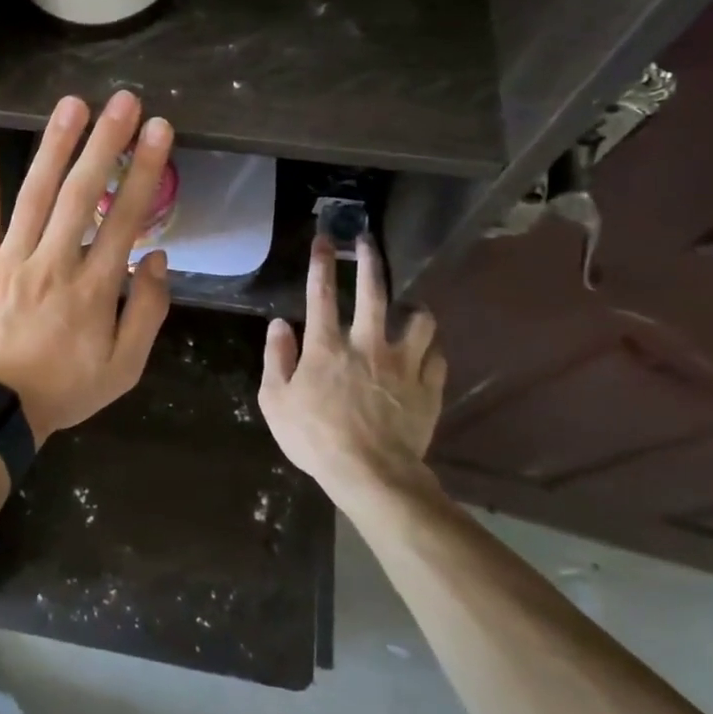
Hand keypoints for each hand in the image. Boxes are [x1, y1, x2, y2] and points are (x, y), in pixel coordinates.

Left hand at [0, 91, 173, 443]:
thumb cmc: (64, 389)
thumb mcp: (125, 368)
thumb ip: (148, 312)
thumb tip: (159, 258)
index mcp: (94, 288)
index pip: (126, 218)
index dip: (145, 170)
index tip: (159, 130)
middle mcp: (53, 264)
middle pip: (83, 194)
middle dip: (106, 143)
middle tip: (123, 101)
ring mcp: (9, 261)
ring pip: (35, 195)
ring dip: (55, 147)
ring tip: (73, 106)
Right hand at [257, 236, 447, 498]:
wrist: (372, 475)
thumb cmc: (315, 438)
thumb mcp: (275, 401)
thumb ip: (276, 358)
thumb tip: (279, 325)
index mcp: (326, 346)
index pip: (320, 293)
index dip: (321, 262)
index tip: (325, 238)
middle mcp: (367, 344)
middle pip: (374, 291)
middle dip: (370, 260)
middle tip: (368, 242)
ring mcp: (403, 365)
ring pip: (419, 320)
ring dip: (413, 309)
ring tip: (410, 308)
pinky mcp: (428, 388)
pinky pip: (437, 356)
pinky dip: (430, 349)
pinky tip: (425, 352)